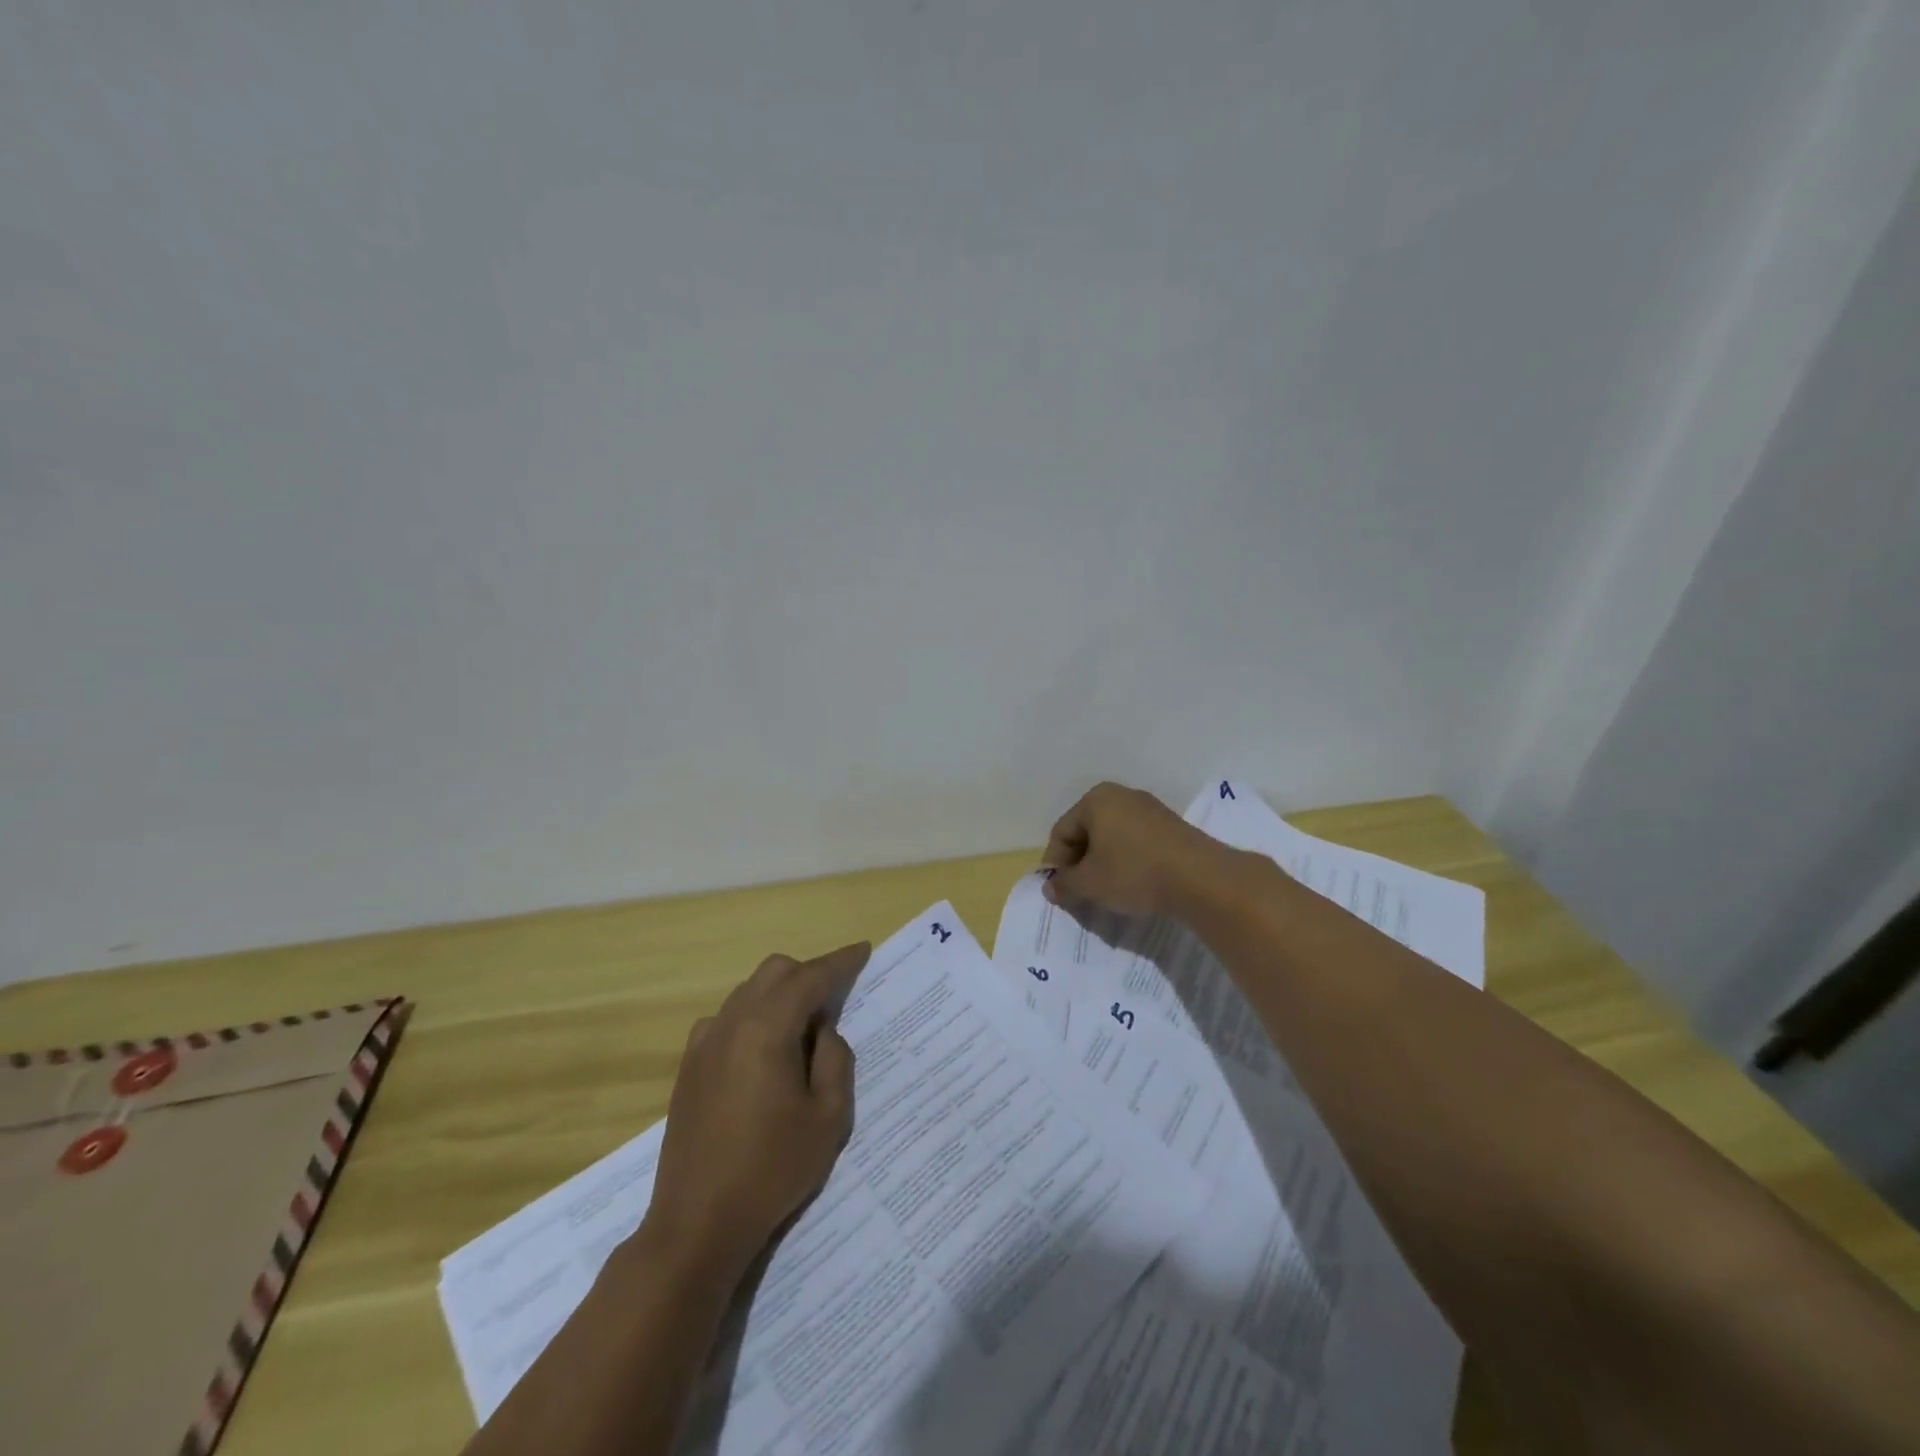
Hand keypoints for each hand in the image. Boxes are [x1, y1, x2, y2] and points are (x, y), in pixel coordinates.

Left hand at [644, 942, 868, 1281]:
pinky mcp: (689, 1066)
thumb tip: (823, 1030)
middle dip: (809, 974)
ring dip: (780, 994)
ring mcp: (704, 1043)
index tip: (863, 950)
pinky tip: (764, 1051)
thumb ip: (835, 1060)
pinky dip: (753, 1015)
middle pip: (775, 972)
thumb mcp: (828, 1118)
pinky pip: (727, 1018)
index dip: (840, 962)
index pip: (810, 977)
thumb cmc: (771, 1170)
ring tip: (804, 1030)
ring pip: (749, 991)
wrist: (696, 1224)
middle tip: (837, 999)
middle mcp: (731, 1023)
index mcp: (766, 1029)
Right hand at [1042, 781, 1236, 917]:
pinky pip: (1135, 842)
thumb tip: (1050, 887)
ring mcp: (1149, 809)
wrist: (1201, 878)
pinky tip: (1133, 884)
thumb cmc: (1134, 872)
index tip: (1060, 891)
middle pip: (1087, 831)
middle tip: (1081, 892)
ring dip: (1103, 863)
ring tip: (1106, 891)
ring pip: (1112, 837)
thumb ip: (1064, 884)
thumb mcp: (1090, 883)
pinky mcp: (1170, 826)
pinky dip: (1127, 861)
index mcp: (1095, 800)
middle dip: (1080, 862)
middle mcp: (1121, 795)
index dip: (1055, 863)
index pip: (1062, 832)